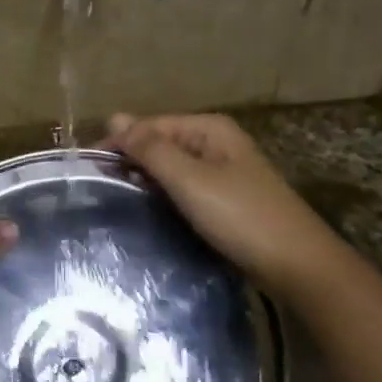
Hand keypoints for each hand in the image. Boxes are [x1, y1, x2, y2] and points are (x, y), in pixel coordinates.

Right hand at [102, 113, 341, 291]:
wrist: (296, 265)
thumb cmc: (241, 217)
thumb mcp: (190, 180)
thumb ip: (151, 149)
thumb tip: (114, 116)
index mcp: (209, 130)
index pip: (150, 126)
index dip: (118, 143)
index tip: (86, 170)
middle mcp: (216, 144)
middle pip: (160, 144)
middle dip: (130, 161)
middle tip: (95, 188)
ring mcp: (222, 173)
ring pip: (171, 169)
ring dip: (145, 181)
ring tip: (112, 200)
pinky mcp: (224, 200)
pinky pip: (184, 189)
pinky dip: (163, 197)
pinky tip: (147, 212)